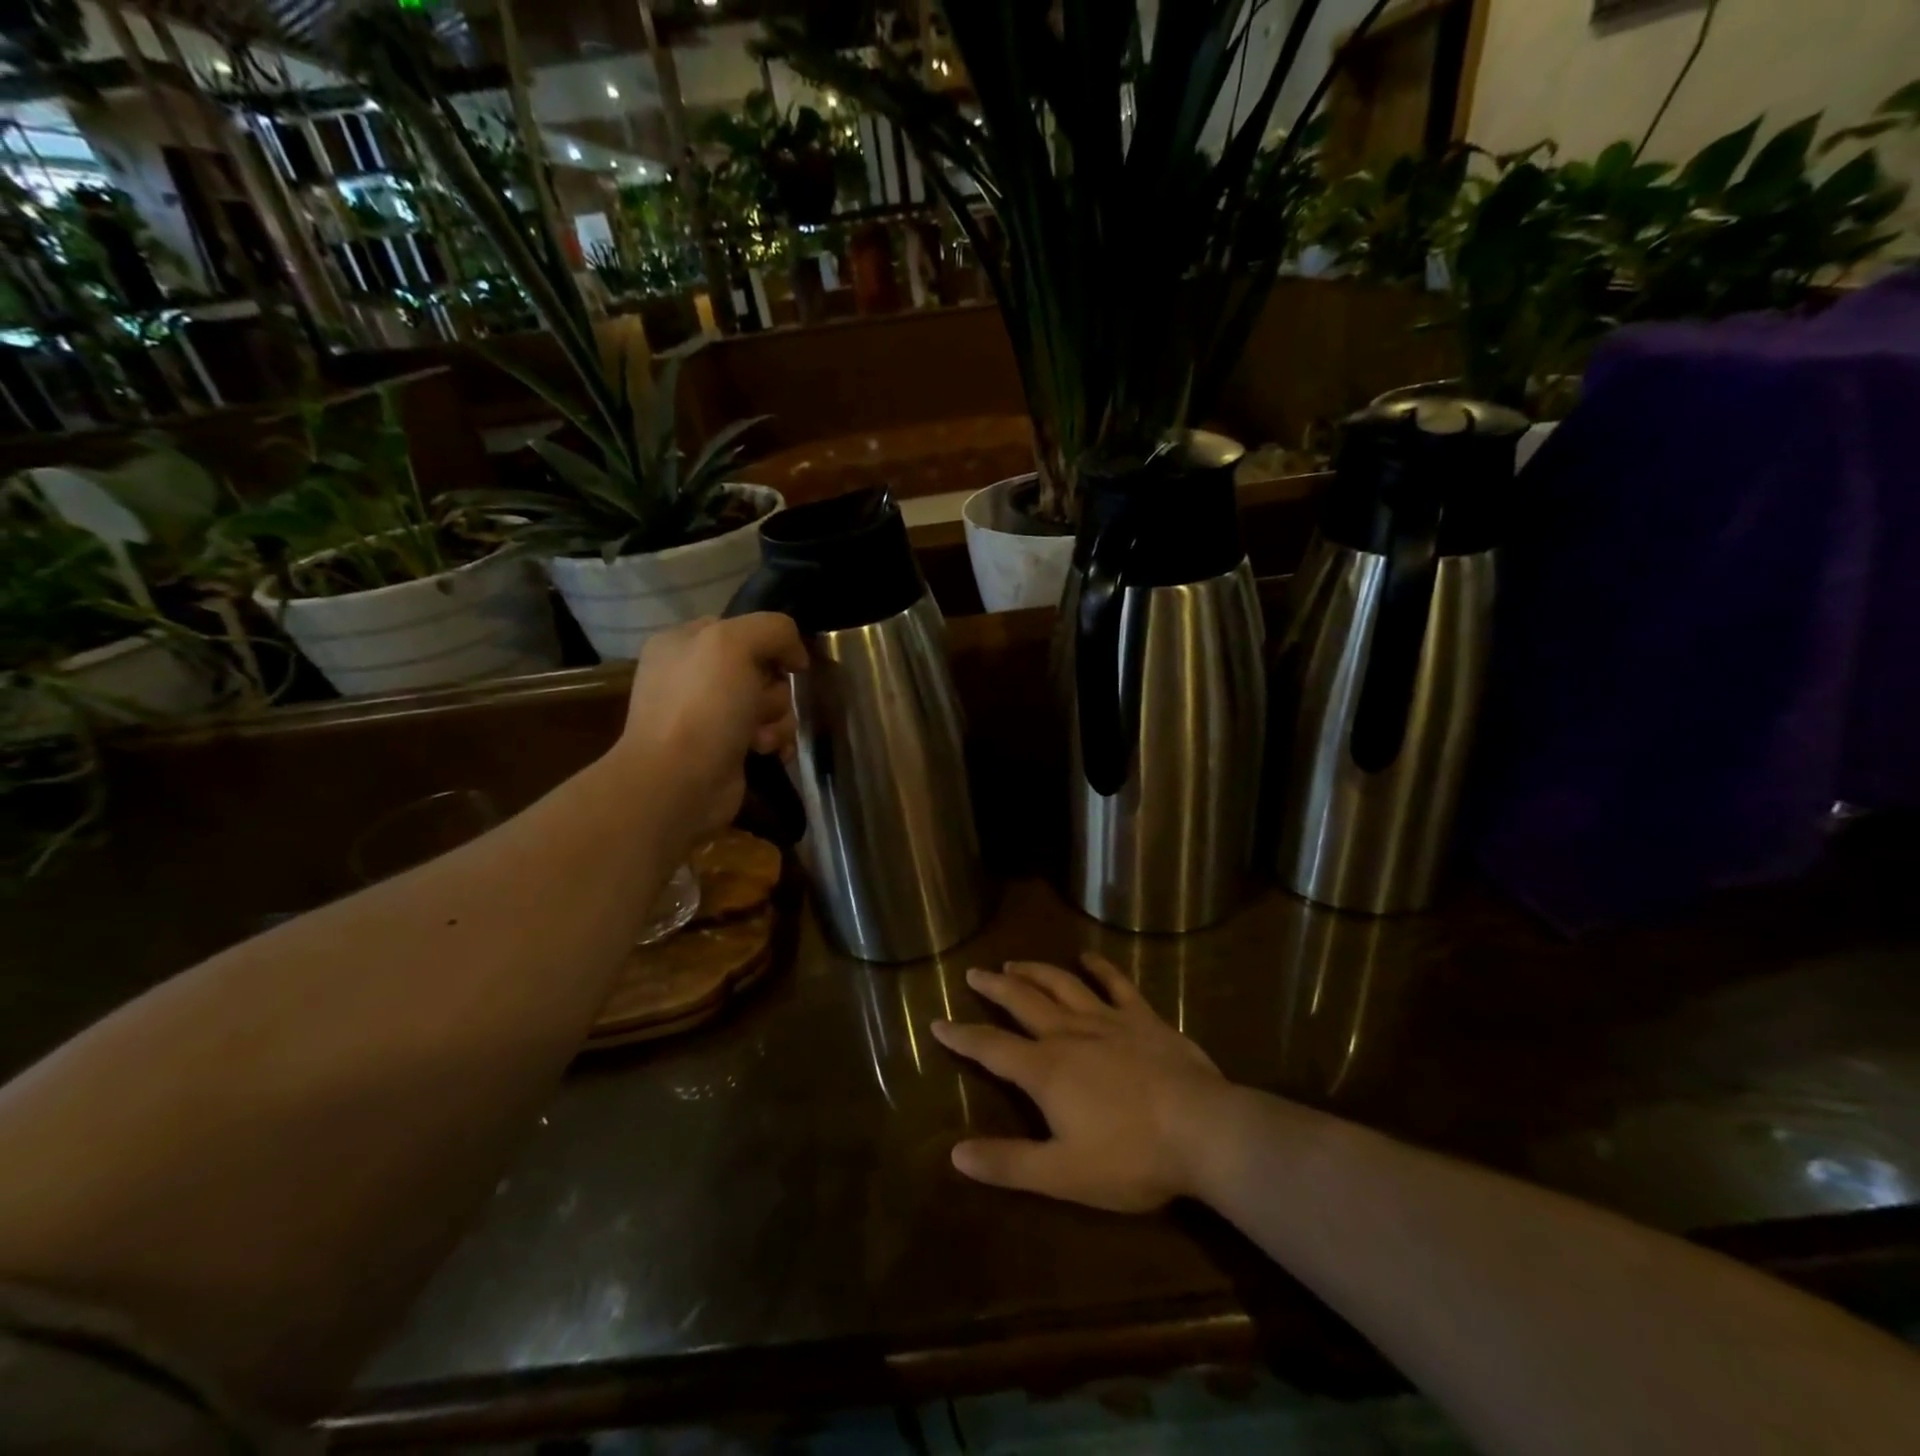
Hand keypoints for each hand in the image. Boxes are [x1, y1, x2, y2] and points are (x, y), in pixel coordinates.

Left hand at [615, 613, 807, 841]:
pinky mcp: (728, 749)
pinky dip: (775, 742)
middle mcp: (695, 677)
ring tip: (759, 738)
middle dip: (773, 689)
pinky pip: (770, 734)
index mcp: (684, 643)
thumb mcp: (733, 643)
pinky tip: (766, 752)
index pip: (743, 628)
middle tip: (758, 706)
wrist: (678, 783)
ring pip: (772, 704)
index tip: (784, 663)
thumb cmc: (702, 706)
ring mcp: (711, 716)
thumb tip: (795, 658)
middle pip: (764, 669)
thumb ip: (773, 629)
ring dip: (777, 719)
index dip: (770, 644)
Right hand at [931, 953, 1227, 1212]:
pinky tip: (1088, 958)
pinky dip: (1100, 968)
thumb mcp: (1063, 1174)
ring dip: (1034, 971)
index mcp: (1045, 1070)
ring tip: (1014, 962)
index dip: (961, 1036)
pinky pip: (1116, 984)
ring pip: (1061, 985)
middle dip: (994, 987)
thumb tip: (955, 1154)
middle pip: (1022, 1002)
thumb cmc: (1131, 1157)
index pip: (991, 1048)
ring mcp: (1107, 1020)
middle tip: (973, 973)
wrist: (1203, 1130)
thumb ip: (1009, 1163)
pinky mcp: (1143, 1017)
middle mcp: (1068, 1033)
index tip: (937, 1022)